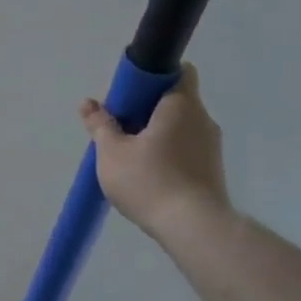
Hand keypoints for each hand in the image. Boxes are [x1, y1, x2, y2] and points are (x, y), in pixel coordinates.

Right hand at [81, 64, 231, 240]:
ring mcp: (212, 147)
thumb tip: (88, 103)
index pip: (179, 72)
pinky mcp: (212, 171)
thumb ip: (100, 124)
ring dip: (157, 133)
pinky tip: (148, 175)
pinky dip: (168, 154)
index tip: (130, 94)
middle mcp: (203, 120)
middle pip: (175, 101)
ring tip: (130, 156)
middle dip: (148, 109)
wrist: (194, 229)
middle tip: (121, 127)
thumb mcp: (111, 151)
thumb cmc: (150, 180)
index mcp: (181, 105)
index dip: (154, 77)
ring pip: (180, 127)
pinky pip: (187, 150)